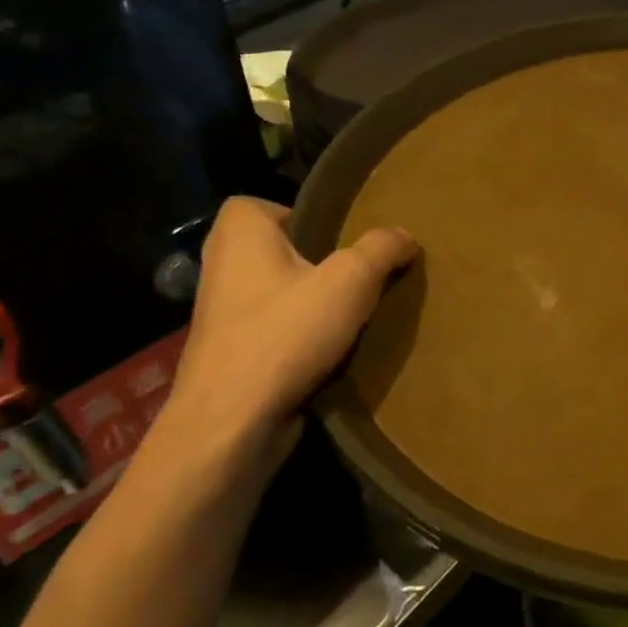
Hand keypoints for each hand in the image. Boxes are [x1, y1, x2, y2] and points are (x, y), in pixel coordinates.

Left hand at [161, 196, 417, 474]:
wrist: (232, 421)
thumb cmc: (285, 334)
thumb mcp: (351, 280)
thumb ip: (381, 249)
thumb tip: (405, 235)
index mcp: (238, 234)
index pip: (263, 204)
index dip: (303, 216)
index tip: (340, 239)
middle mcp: (222, 266)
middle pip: (278, 250)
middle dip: (318, 262)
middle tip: (360, 274)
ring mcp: (222, 313)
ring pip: (279, 291)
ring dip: (313, 301)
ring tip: (355, 313)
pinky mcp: (230, 353)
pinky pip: (275, 328)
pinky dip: (301, 334)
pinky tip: (335, 349)